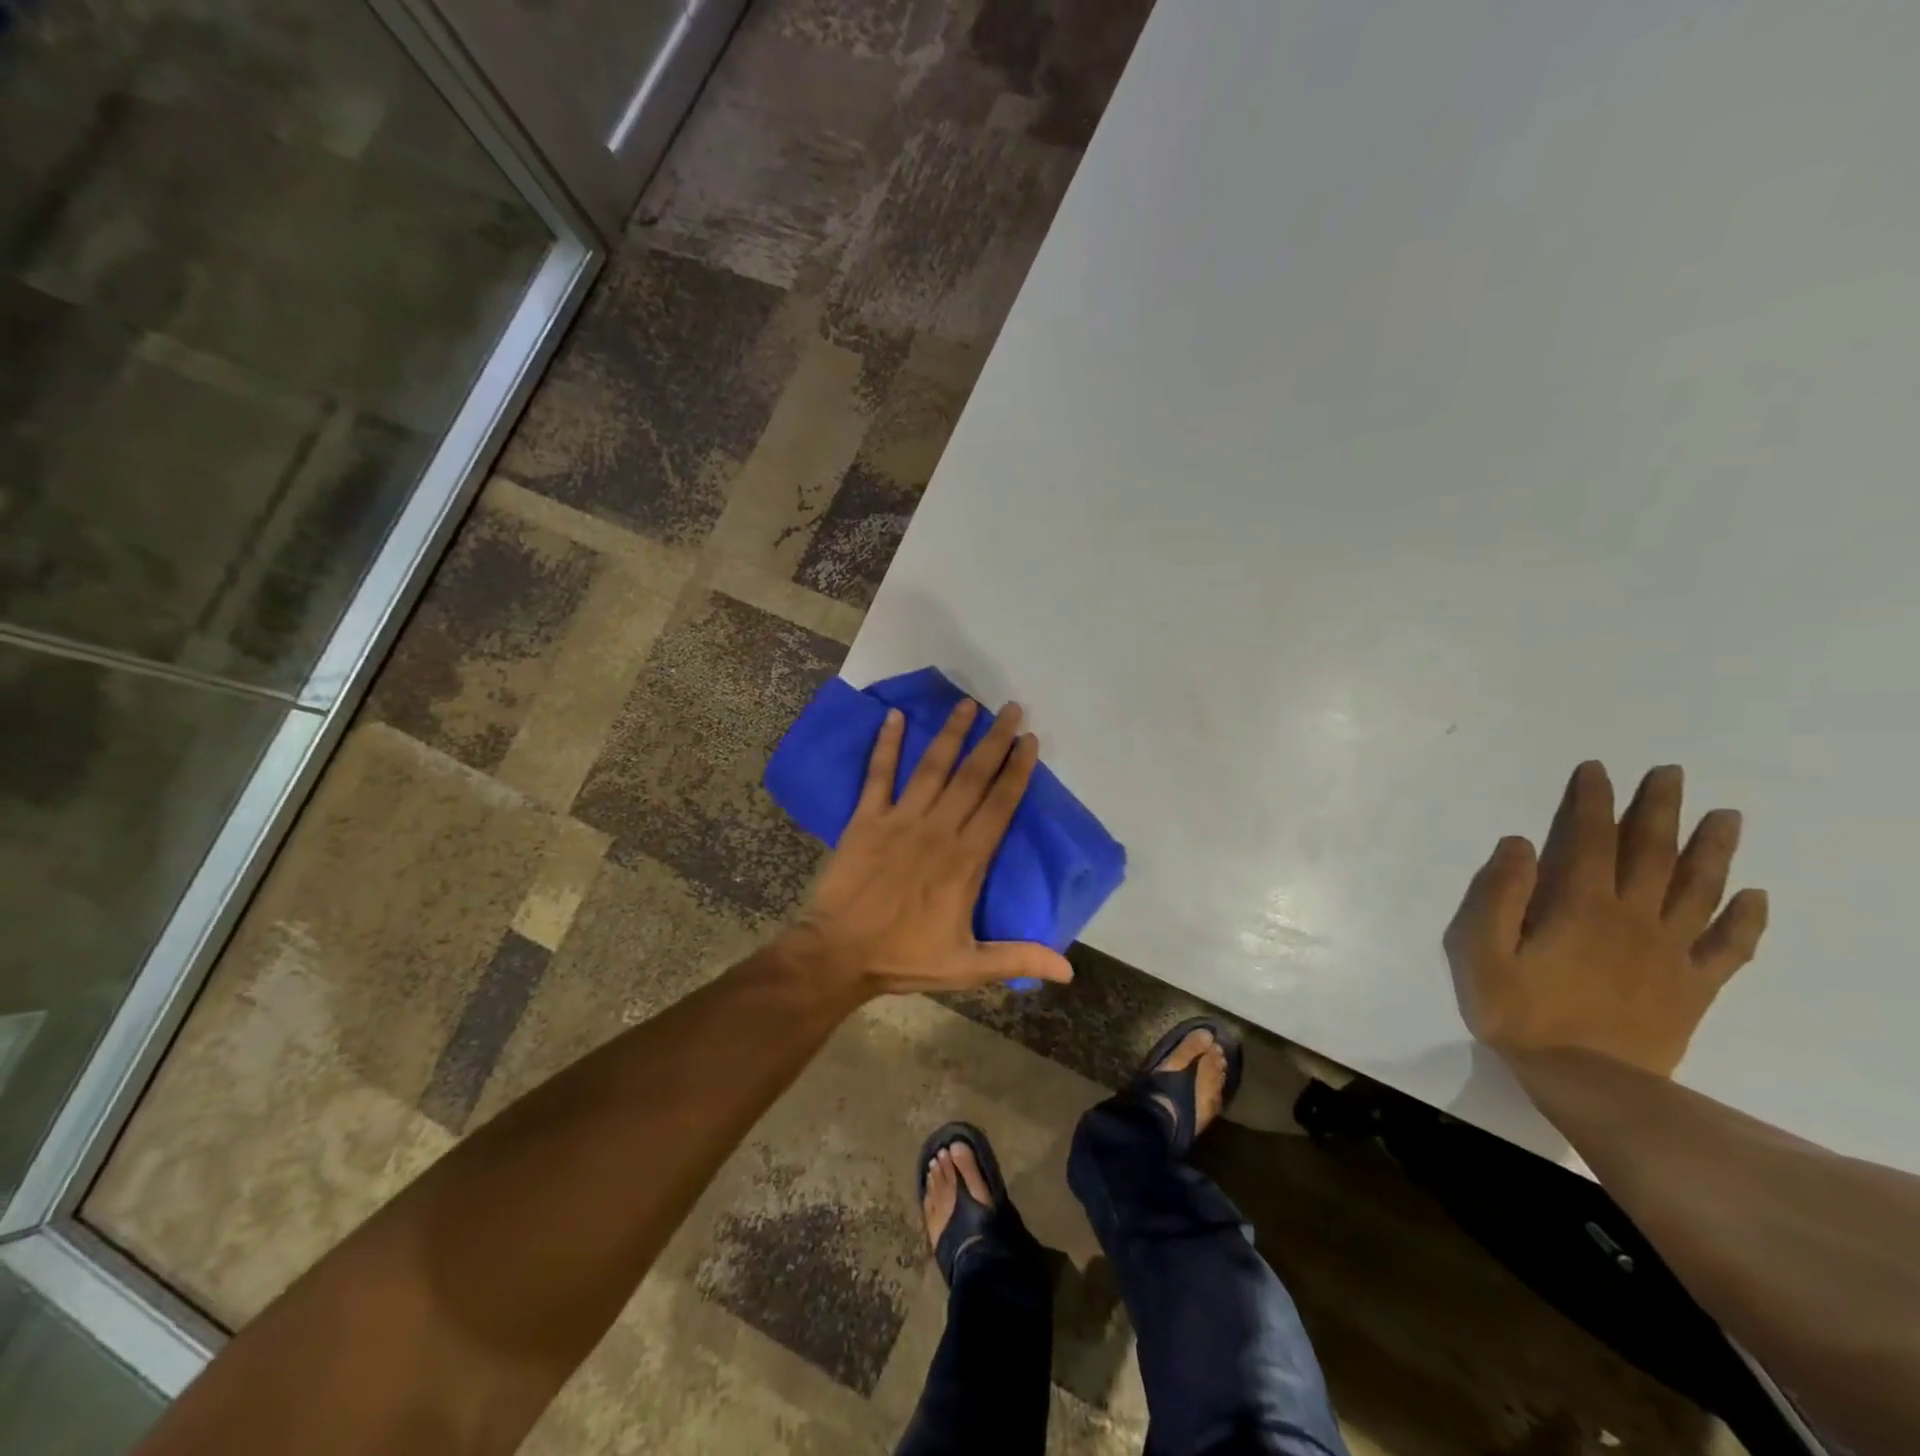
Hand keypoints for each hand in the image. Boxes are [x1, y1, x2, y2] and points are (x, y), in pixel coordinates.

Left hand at [783, 698, 1074, 995]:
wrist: (838, 953)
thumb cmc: (904, 957)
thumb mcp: (967, 966)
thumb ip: (1017, 959)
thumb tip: (1069, 971)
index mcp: (966, 860)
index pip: (1000, 805)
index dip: (1017, 771)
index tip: (1029, 740)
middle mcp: (937, 830)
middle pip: (972, 777)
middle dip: (994, 741)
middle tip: (1011, 709)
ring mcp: (900, 819)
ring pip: (932, 767)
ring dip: (951, 733)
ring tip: (967, 704)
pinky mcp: (866, 818)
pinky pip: (878, 774)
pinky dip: (886, 744)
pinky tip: (894, 716)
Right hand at [1444, 761, 1768, 1077]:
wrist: (1587, 1082)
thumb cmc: (1522, 1013)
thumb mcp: (1482, 952)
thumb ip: (1498, 895)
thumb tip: (1520, 844)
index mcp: (1582, 907)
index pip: (1591, 840)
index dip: (1593, 802)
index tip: (1597, 770)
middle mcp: (1634, 918)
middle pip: (1653, 854)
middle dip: (1660, 810)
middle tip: (1672, 774)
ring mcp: (1672, 952)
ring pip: (1700, 890)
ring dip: (1713, 850)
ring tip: (1726, 816)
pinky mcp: (1694, 986)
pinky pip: (1729, 947)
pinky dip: (1746, 920)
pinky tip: (1755, 897)